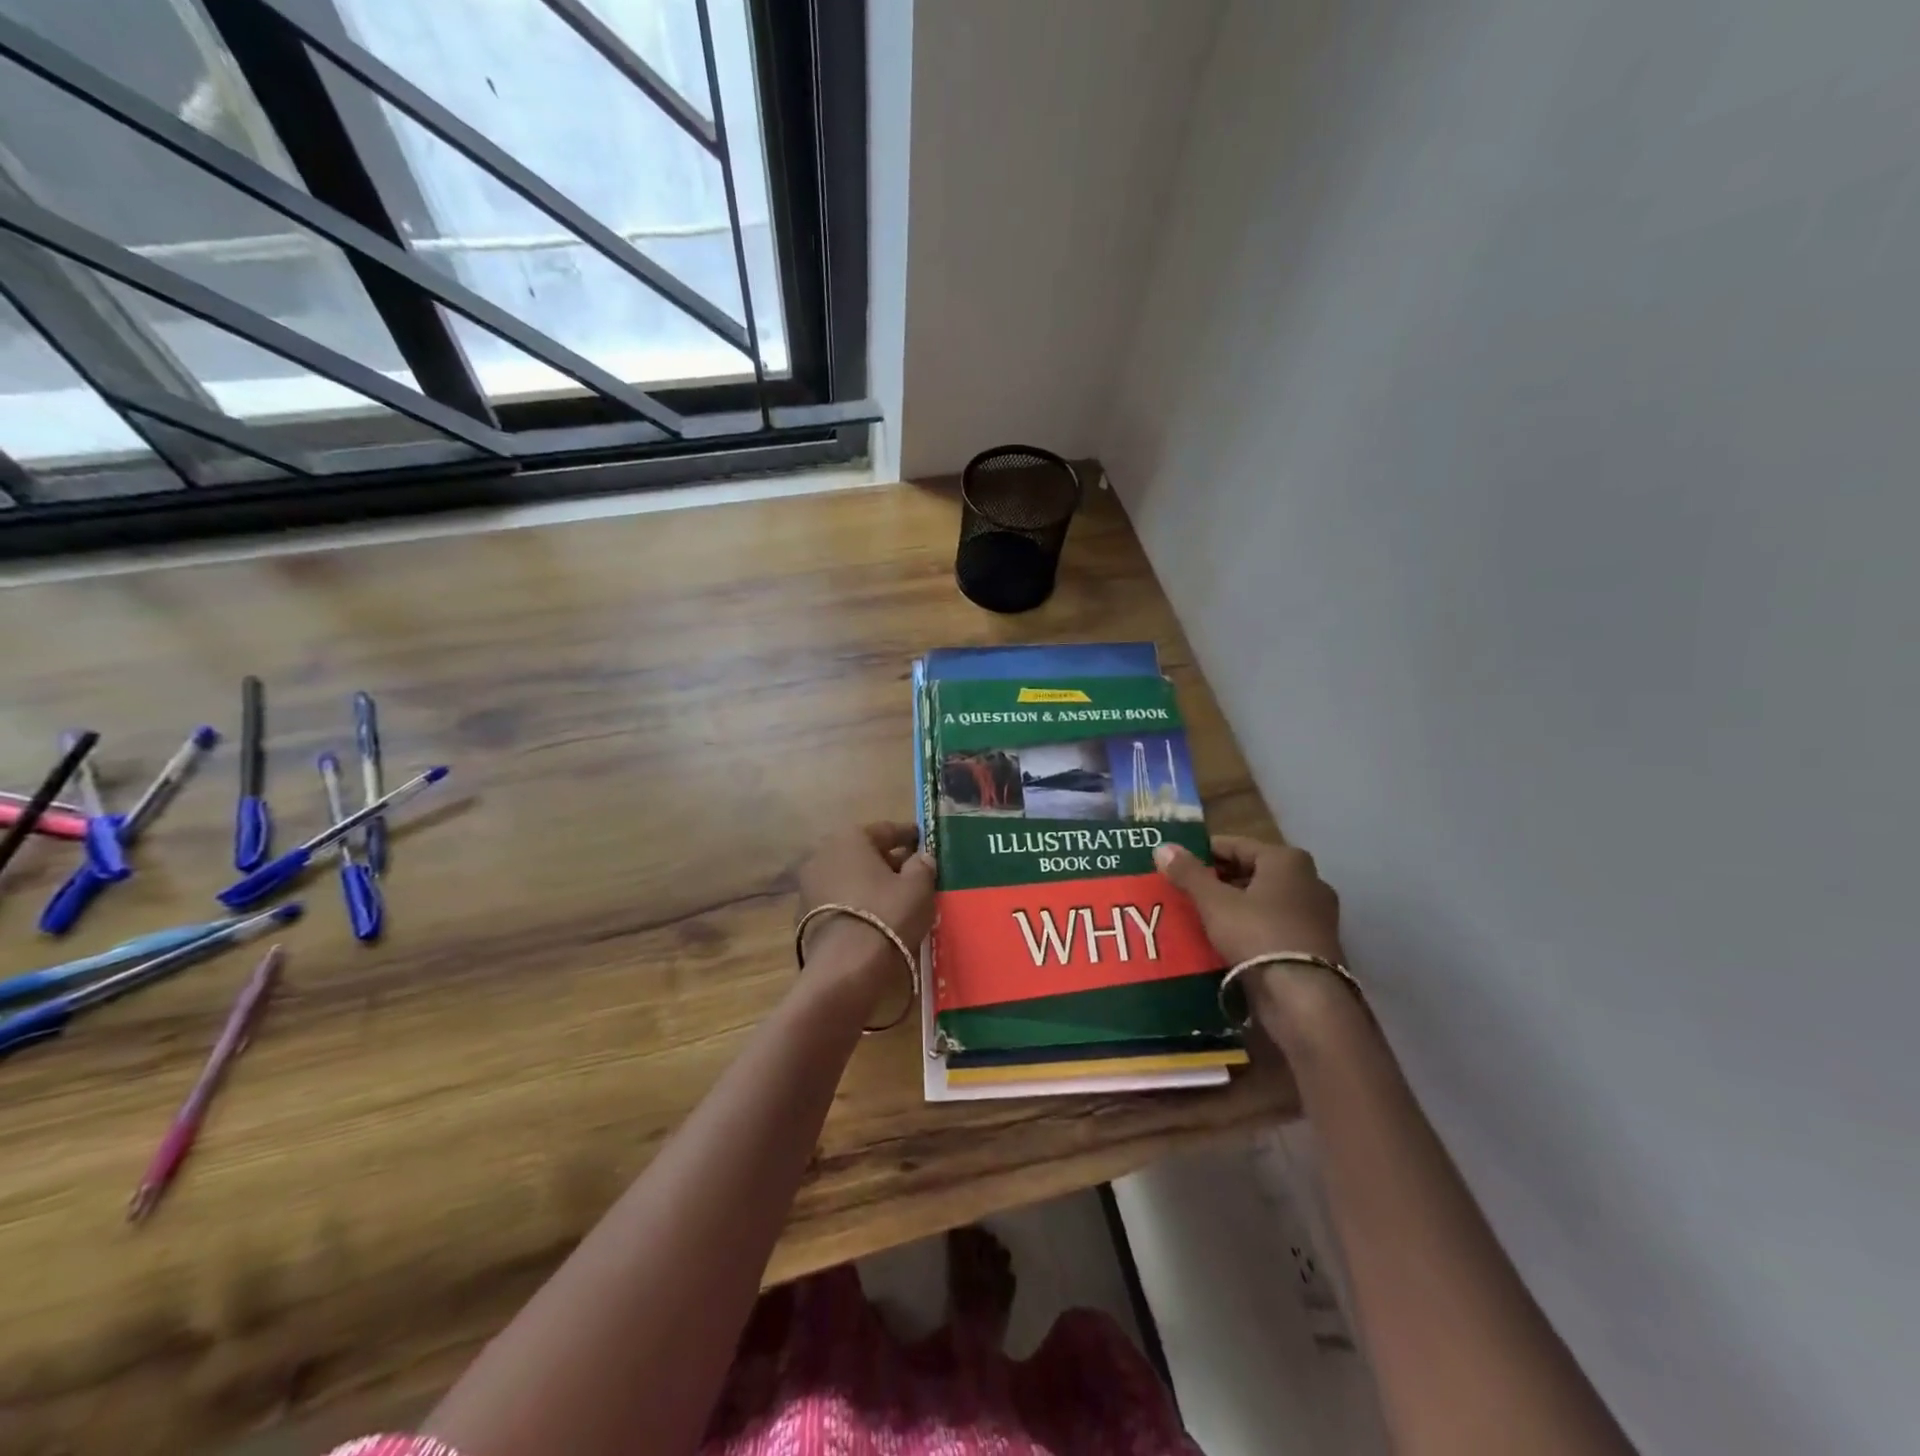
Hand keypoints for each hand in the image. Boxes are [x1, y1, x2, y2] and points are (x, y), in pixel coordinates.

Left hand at [795, 822, 936, 986]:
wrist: (846, 967)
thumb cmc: (887, 914)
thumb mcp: (918, 887)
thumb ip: (922, 866)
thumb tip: (920, 858)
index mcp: (850, 838)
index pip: (886, 830)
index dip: (908, 835)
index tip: (924, 841)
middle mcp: (823, 854)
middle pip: (863, 854)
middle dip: (887, 861)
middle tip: (912, 872)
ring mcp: (809, 886)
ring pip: (849, 878)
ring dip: (869, 883)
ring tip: (895, 898)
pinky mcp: (804, 916)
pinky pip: (838, 901)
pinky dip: (856, 904)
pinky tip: (874, 917)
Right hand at [1154, 836, 1354, 1032]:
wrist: (1304, 998)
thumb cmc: (1258, 934)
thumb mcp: (1215, 902)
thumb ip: (1188, 873)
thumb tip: (1162, 846)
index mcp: (1287, 860)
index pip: (1236, 845)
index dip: (1203, 852)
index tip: (1176, 864)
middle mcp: (1308, 879)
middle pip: (1251, 871)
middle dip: (1218, 880)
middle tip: (1184, 890)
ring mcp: (1316, 914)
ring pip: (1263, 899)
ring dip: (1233, 904)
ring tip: (1199, 915)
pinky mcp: (1316, 944)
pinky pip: (1274, 923)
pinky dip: (1251, 926)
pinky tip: (1225, 938)